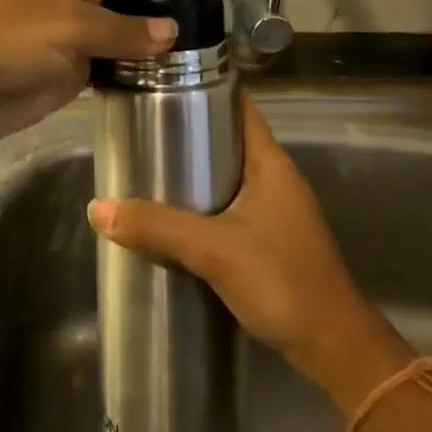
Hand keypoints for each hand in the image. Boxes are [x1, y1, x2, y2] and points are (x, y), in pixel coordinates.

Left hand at [0, 0, 210, 151]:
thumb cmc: (1, 40)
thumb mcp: (66, 26)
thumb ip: (121, 30)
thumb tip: (170, 33)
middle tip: (211, 7)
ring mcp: (70, 39)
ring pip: (123, 30)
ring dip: (155, 36)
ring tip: (201, 49)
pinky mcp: (64, 75)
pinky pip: (109, 65)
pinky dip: (135, 70)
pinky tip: (164, 80)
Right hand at [87, 96, 411, 405]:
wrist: (334, 349)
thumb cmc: (282, 282)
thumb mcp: (214, 251)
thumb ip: (157, 228)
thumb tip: (97, 208)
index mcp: (271, 164)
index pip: (240, 106)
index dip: (207, 88)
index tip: (164, 82)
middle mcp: (276, 179)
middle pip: (229, 139)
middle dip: (189, 131)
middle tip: (143, 127)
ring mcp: (276, 211)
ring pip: (228, 175)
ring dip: (194, 170)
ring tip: (149, 166)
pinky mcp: (271, 240)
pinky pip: (230, 206)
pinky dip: (203, 203)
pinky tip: (173, 215)